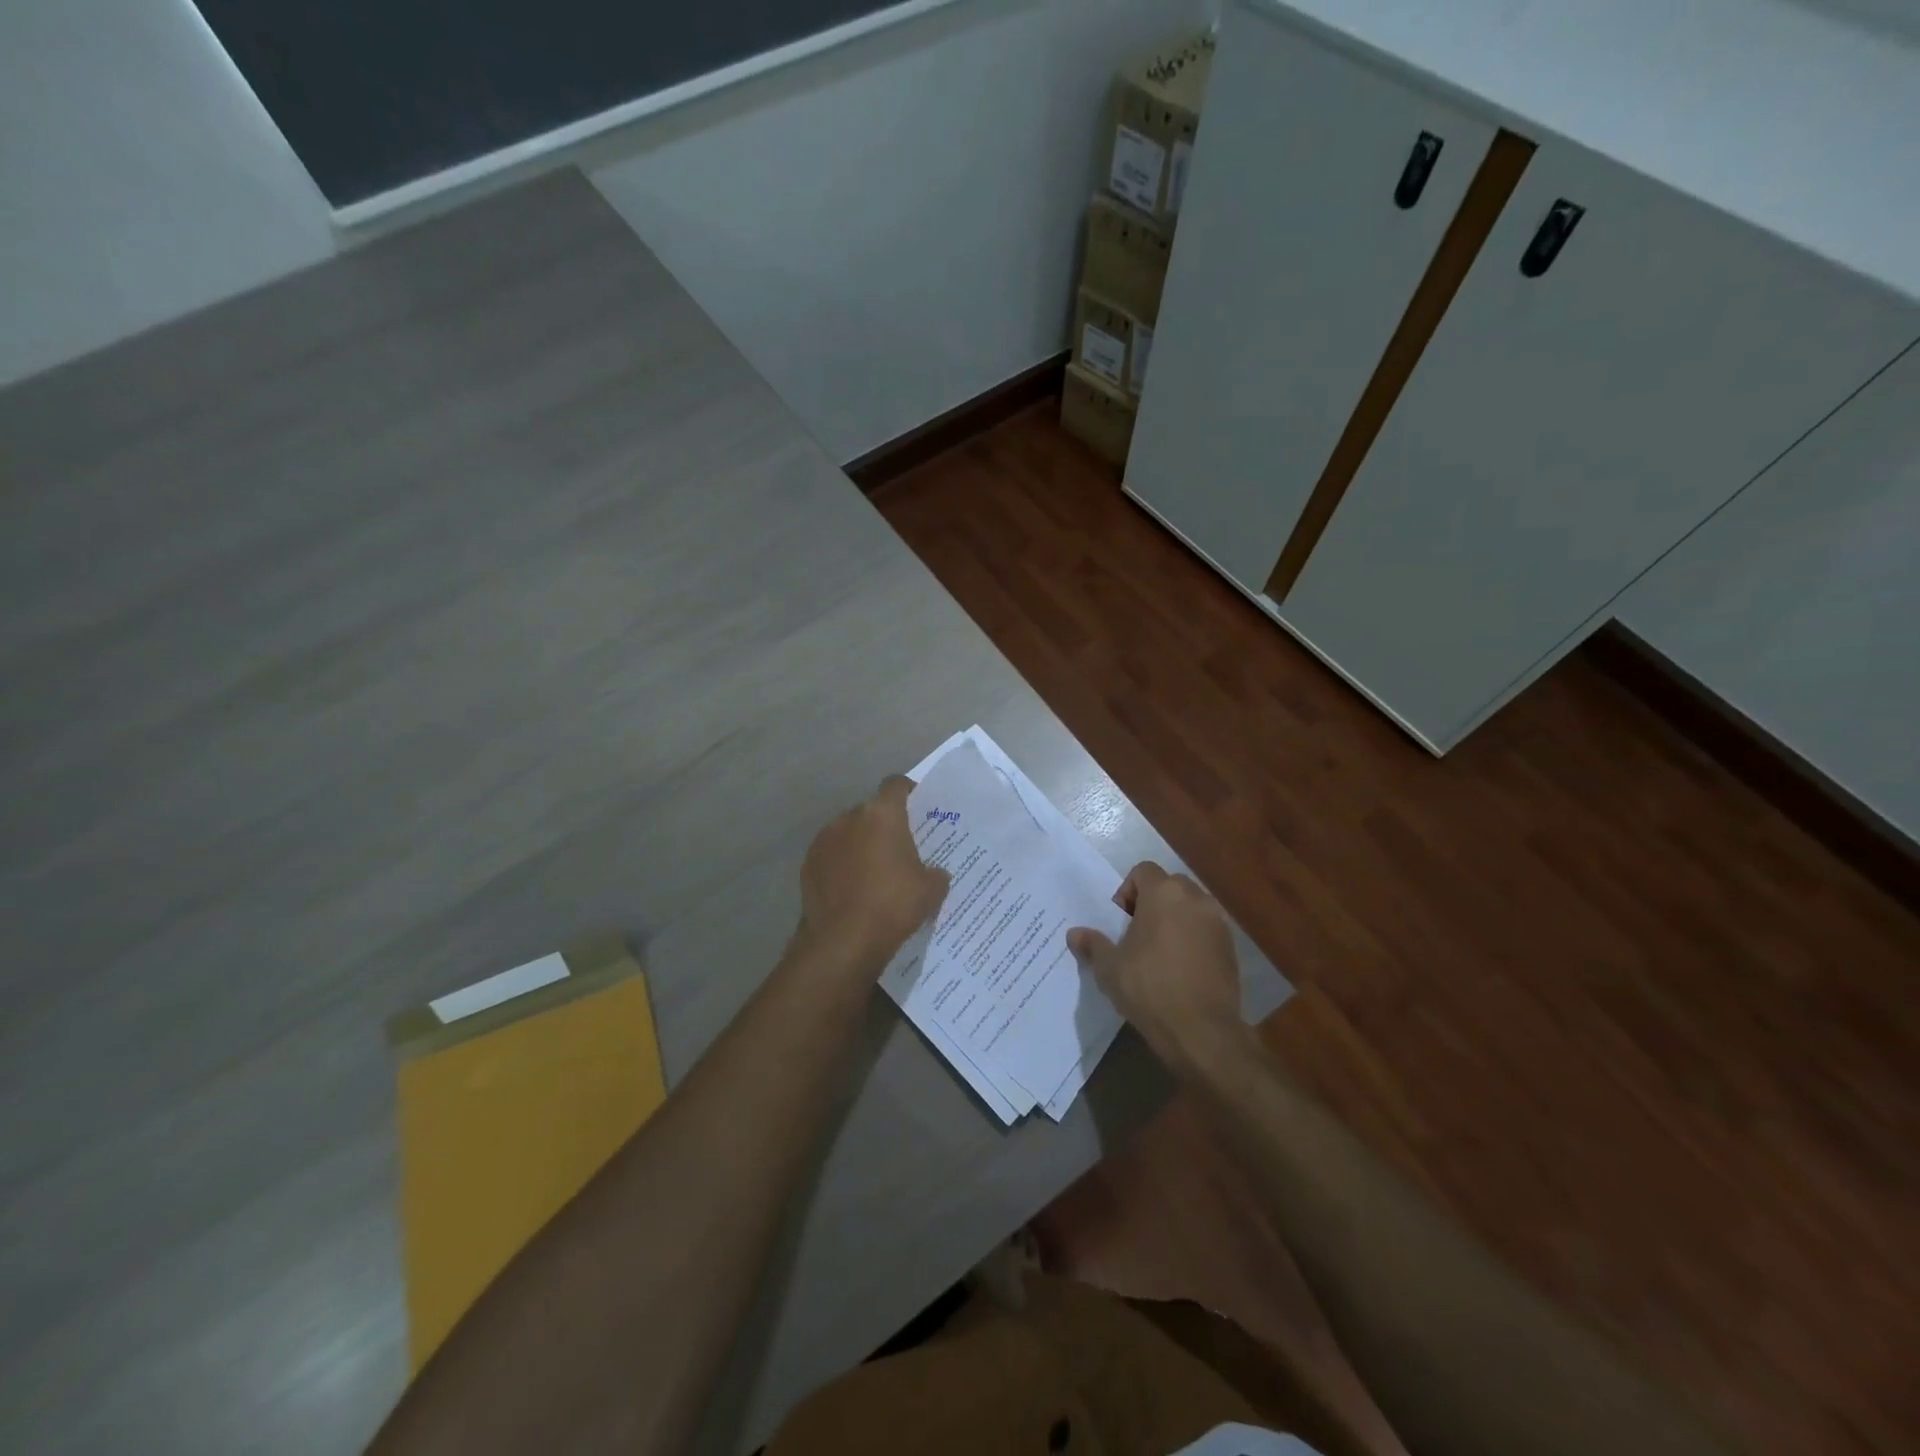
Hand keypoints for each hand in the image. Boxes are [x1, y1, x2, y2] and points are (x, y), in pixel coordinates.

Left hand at [795, 777, 950, 984]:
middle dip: (883, 825)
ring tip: (873, 872)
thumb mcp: (931, 891)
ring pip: (848, 833)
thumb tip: (935, 873)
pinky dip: (841, 865)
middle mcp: (849, 818)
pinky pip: (831, 856)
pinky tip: (851, 889)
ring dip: (860, 844)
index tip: (917, 807)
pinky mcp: (808, 864)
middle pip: (870, 811)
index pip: (896, 785)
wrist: (842, 941)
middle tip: (898, 849)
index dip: (908, 792)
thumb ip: (936, 873)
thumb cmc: (892, 905)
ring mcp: (824, 840)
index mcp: (882, 815)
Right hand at [1067, 862, 1246, 1073]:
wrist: (1202, 1031)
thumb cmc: (1149, 988)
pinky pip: (1206, 930)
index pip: (1143, 871)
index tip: (1121, 921)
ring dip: (1174, 920)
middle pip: (1169, 885)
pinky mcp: (1232, 947)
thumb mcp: (1110, 968)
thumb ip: (1093, 944)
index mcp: (1164, 893)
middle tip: (1137, 934)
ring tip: (1159, 953)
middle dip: (1152, 902)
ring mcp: (1218, 922)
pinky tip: (1181, 969)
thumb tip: (1074, 934)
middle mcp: (1195, 898)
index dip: (1127, 890)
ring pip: (1190, 907)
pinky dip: (1193, 938)